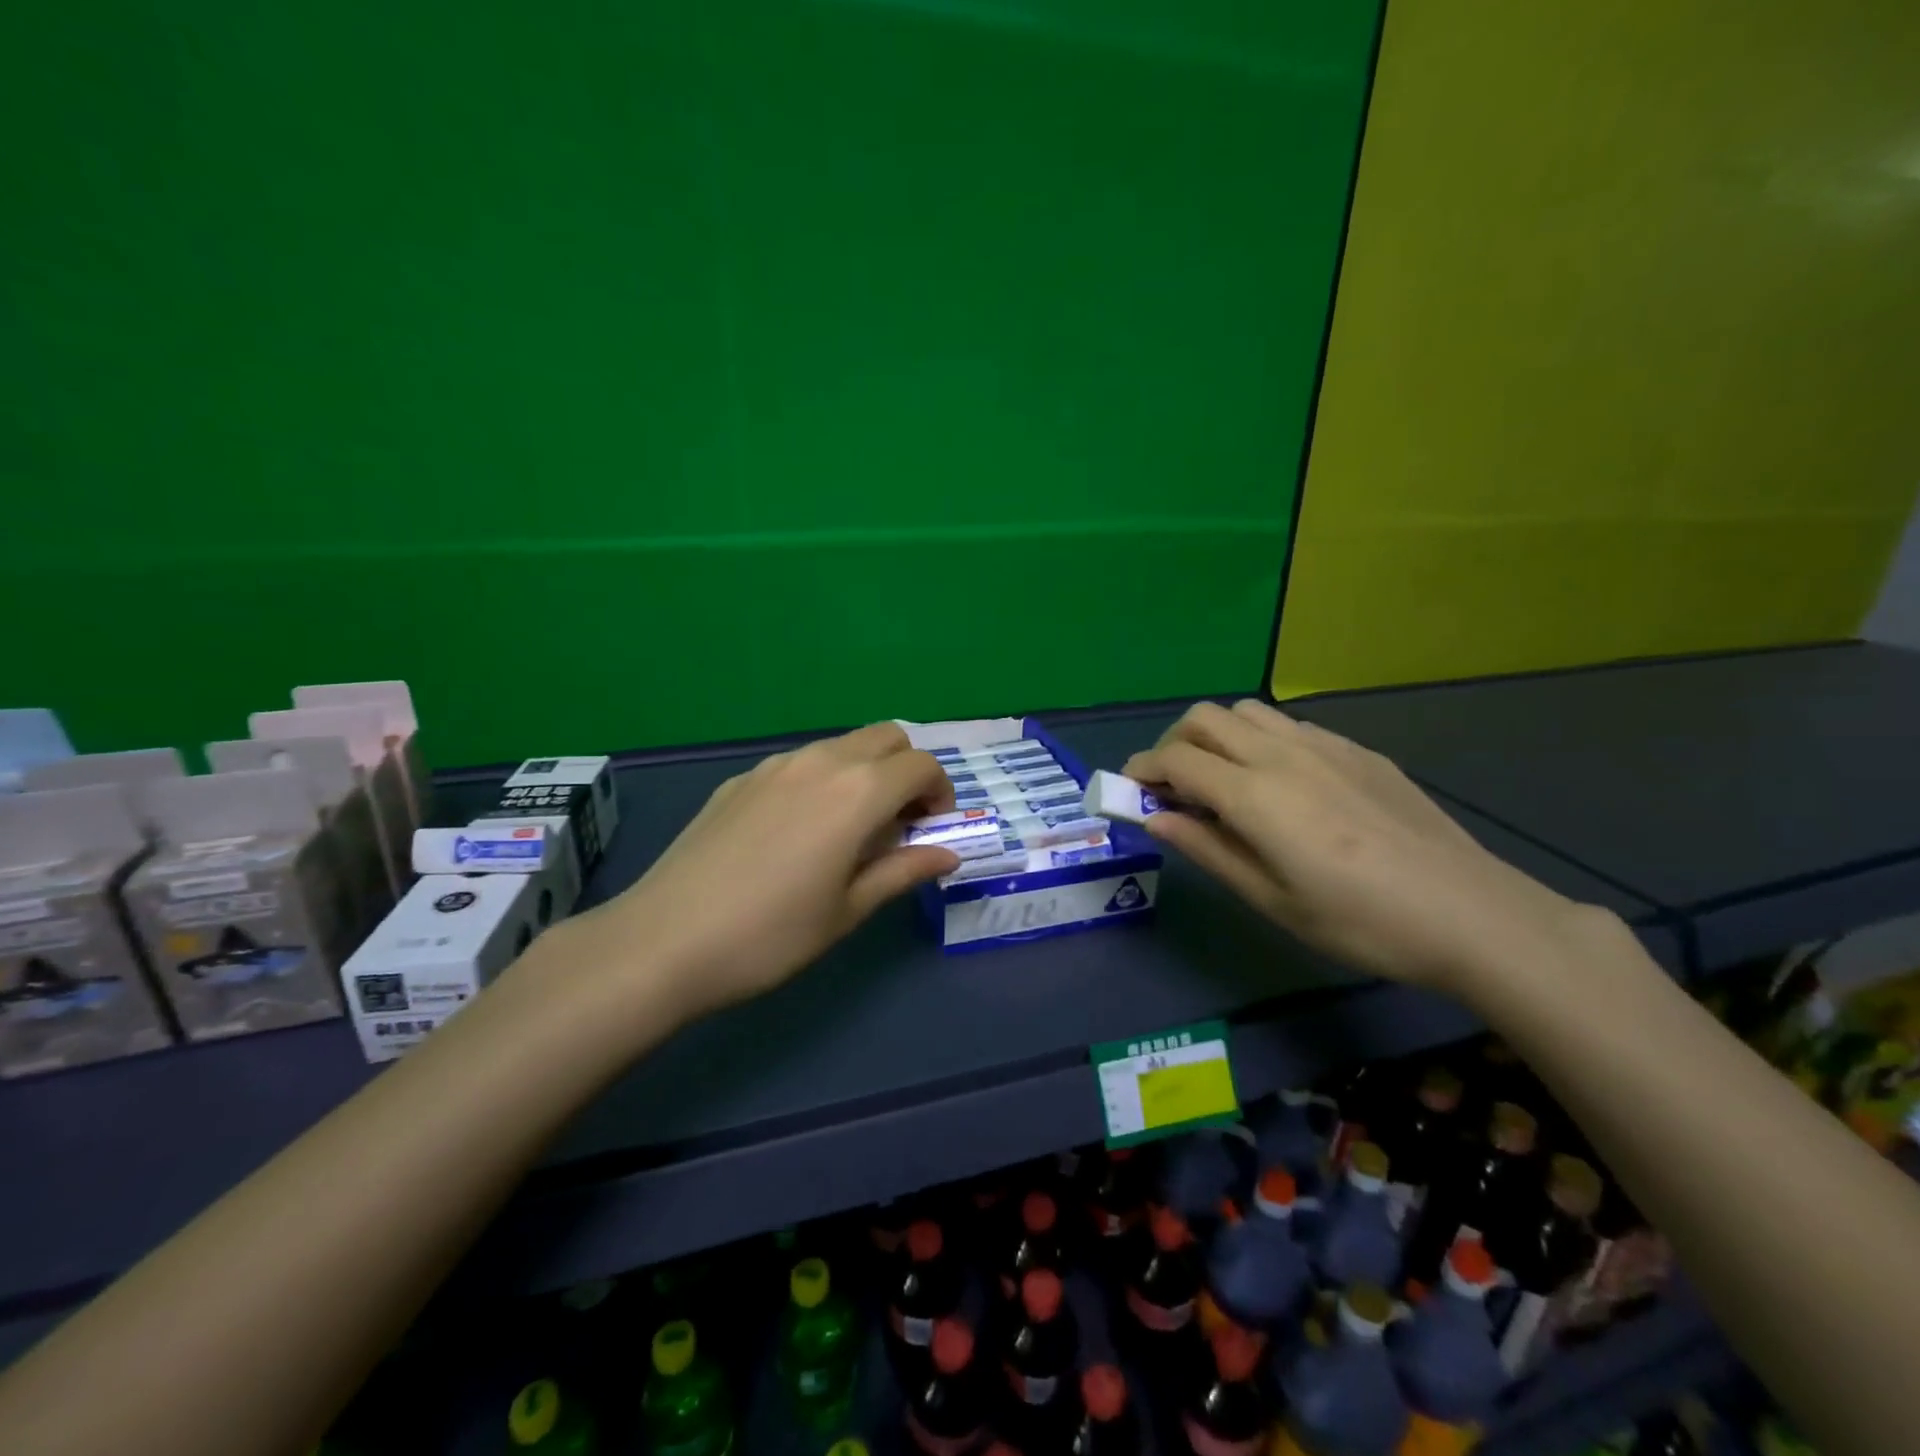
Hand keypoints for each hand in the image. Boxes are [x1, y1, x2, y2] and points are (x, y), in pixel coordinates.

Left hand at [574, 723, 958, 1019]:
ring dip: (864, 772)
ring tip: (850, 828)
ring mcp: (774, 765)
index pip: (921, 765)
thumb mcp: (848, 910)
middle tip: (898, 822)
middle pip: (886, 737)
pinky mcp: (740, 779)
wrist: (664, 940)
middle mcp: (820, 762)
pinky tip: (798, 831)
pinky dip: (822, 780)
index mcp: (857, 792)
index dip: (940, 792)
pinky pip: (799, 762)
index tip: (931, 829)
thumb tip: (947, 854)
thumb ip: (903, 871)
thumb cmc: (771, 934)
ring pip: (841, 745)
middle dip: (906, 770)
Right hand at [1124, 700, 1591, 992]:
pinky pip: (1289, 726)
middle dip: (1173, 744)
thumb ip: (1208, 849)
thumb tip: (1156, 818)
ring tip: (1222, 781)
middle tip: (1173, 788)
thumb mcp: (1271, 900)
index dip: (1142, 770)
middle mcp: (1282, 755)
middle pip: (1204, 717)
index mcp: (1255, 795)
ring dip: (1216, 736)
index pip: (1176, 759)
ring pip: (1247, 712)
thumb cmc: (1360, 922)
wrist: (1471, 914)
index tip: (1131, 792)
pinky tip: (1280, 785)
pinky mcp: (1357, 751)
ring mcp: (1324, 746)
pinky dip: (1259, 742)